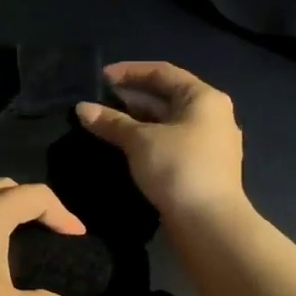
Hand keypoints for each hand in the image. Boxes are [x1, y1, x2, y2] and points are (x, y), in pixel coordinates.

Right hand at [77, 61, 245, 218]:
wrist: (209, 223)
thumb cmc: (178, 168)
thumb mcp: (140, 141)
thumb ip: (111, 121)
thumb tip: (82, 108)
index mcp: (204, 98)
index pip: (163, 72)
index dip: (130, 71)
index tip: (100, 77)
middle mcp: (212, 115)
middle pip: (166, 97)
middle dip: (131, 98)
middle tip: (99, 102)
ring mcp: (210, 143)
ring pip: (167, 122)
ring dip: (137, 121)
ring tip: (105, 124)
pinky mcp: (202, 167)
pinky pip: (170, 143)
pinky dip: (147, 141)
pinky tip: (125, 148)